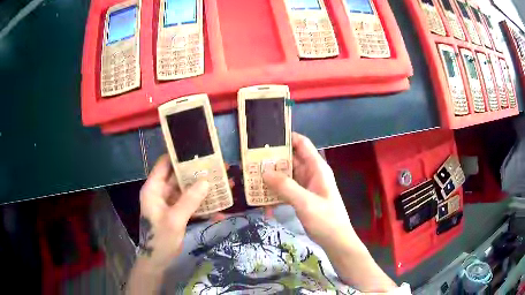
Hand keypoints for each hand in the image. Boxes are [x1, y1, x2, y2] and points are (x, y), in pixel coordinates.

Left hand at [138, 154, 208, 269]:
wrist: (158, 261)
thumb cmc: (160, 239)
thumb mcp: (175, 220)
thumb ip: (189, 200)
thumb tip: (206, 181)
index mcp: (153, 189)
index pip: (164, 164)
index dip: (178, 156)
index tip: (198, 150)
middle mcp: (161, 192)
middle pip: (179, 177)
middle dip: (197, 173)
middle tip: (218, 168)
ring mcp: (169, 203)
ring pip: (187, 190)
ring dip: (203, 189)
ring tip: (224, 184)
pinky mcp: (177, 212)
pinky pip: (190, 203)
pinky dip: (202, 204)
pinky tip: (219, 206)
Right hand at [263, 133, 395, 291]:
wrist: (335, 241)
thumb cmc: (326, 219)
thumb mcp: (305, 202)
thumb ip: (286, 187)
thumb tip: (264, 172)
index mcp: (317, 168)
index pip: (301, 144)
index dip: (286, 137)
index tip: (265, 137)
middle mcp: (311, 173)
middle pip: (290, 159)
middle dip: (272, 160)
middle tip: (250, 161)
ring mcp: (306, 186)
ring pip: (286, 176)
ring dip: (271, 178)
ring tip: (251, 179)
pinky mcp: (301, 198)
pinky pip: (286, 190)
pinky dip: (275, 193)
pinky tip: (263, 201)